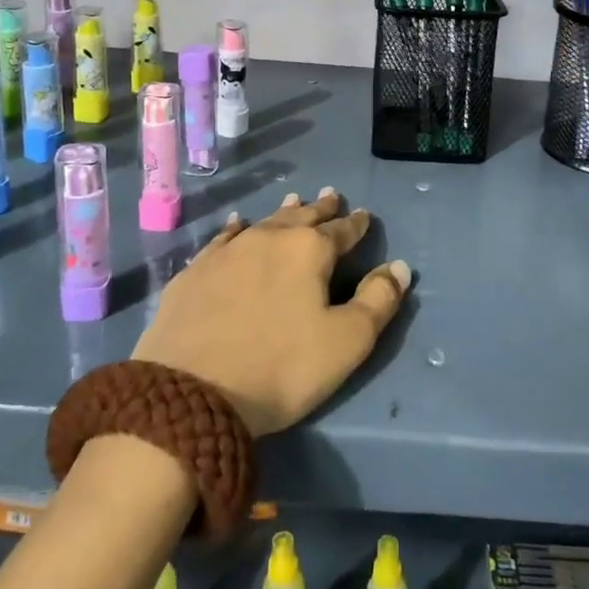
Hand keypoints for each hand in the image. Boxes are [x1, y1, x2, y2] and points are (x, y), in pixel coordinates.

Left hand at [131, 190, 411, 436]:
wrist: (189, 393)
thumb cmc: (281, 368)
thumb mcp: (346, 342)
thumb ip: (378, 300)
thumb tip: (399, 266)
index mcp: (309, 250)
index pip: (341, 230)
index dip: (356, 224)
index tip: (363, 215)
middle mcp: (269, 238)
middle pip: (302, 216)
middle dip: (321, 208)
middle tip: (332, 196)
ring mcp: (227, 251)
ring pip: (264, 221)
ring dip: (283, 212)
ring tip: (294, 200)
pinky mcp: (195, 271)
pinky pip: (224, 238)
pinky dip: (238, 228)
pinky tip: (238, 223)